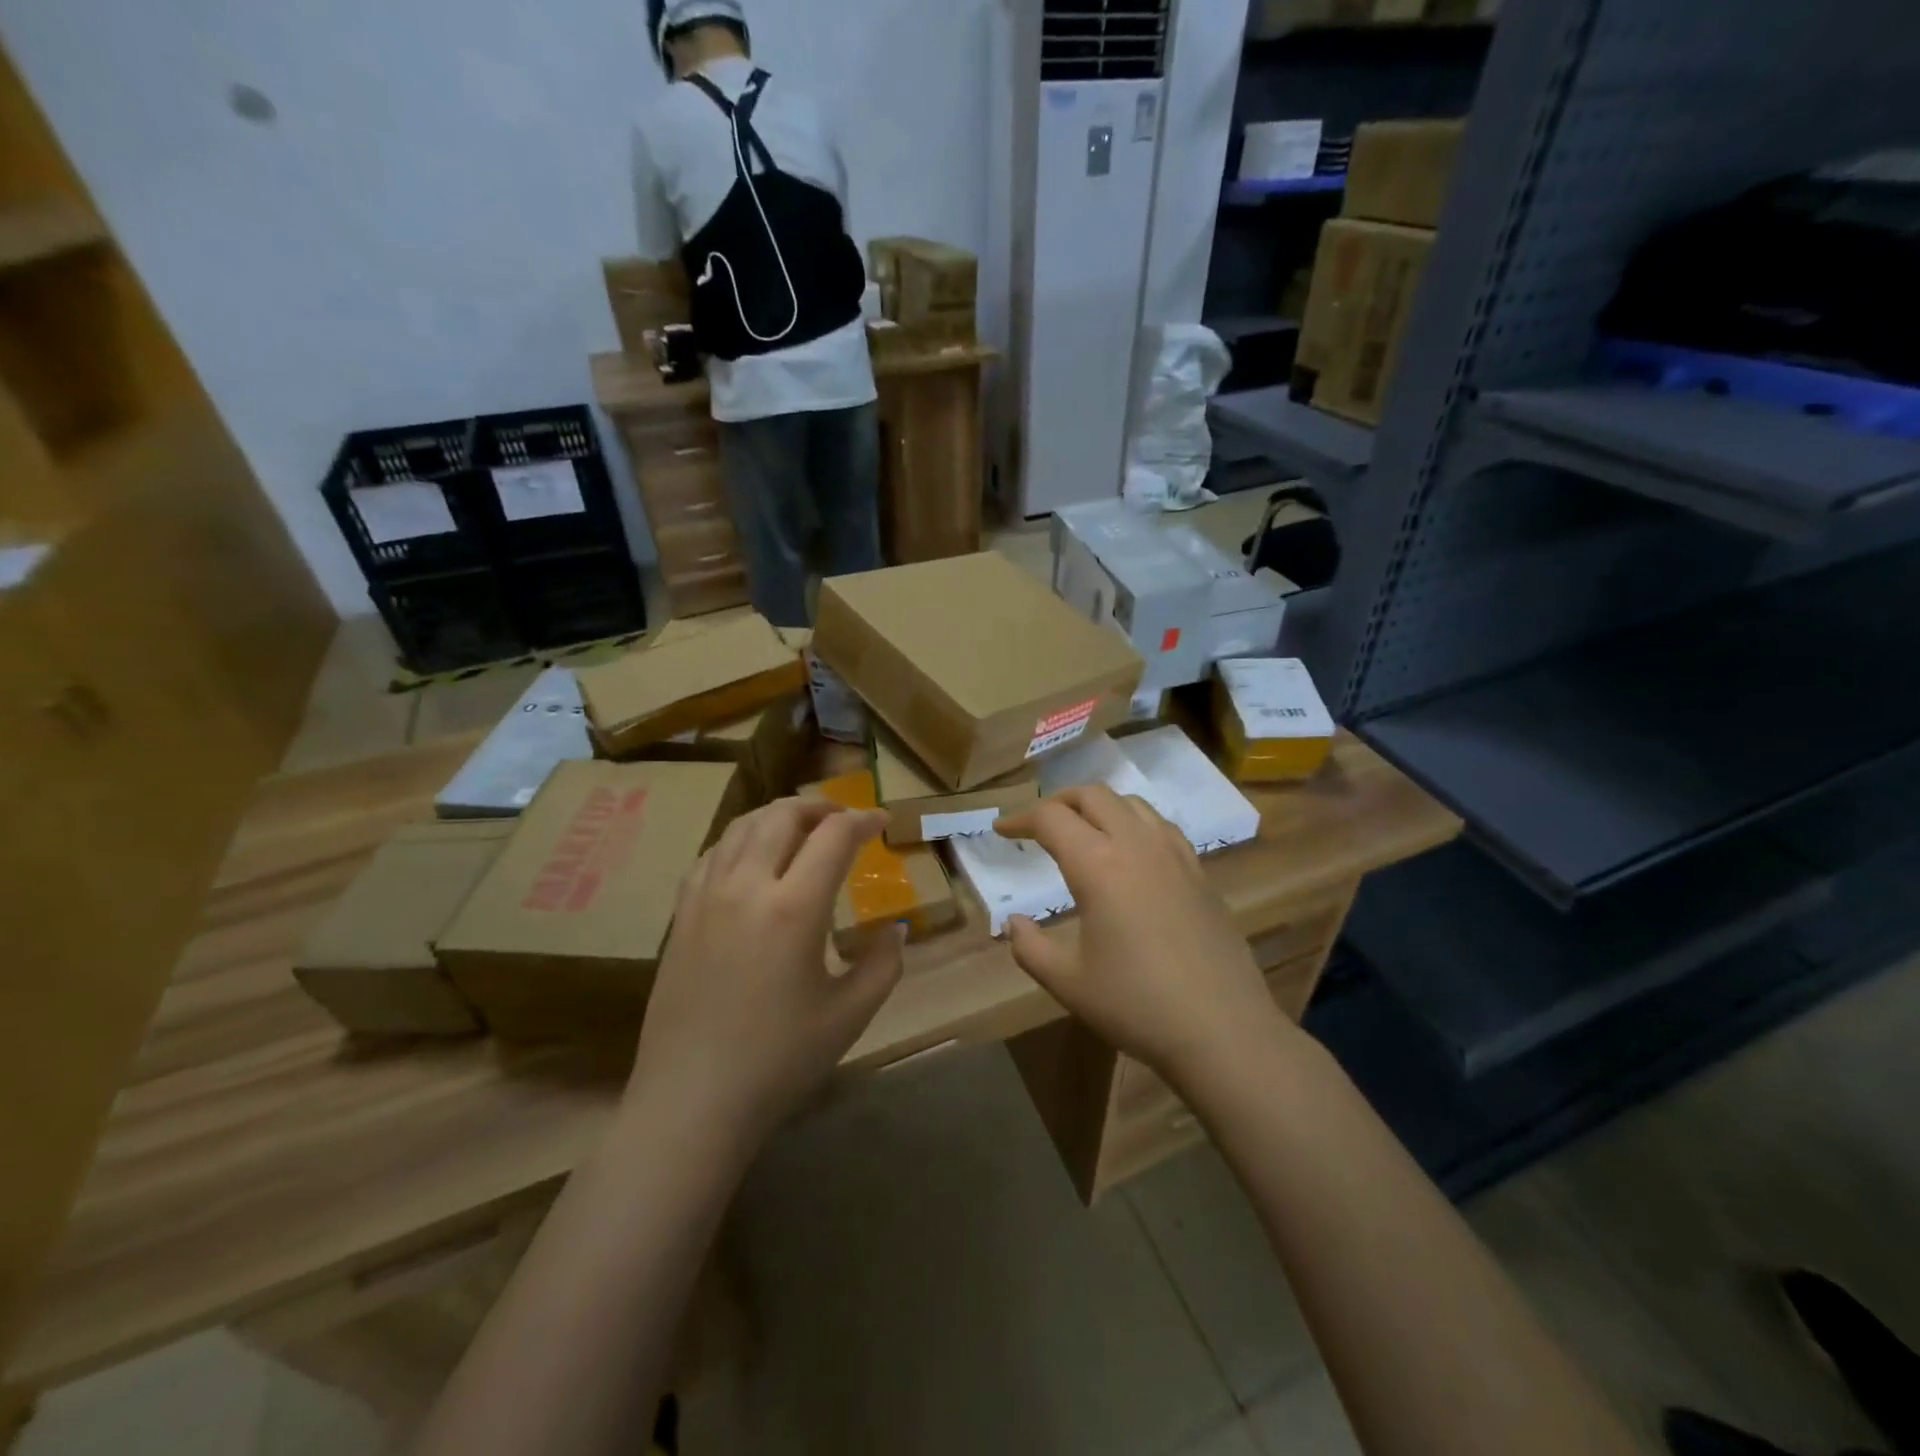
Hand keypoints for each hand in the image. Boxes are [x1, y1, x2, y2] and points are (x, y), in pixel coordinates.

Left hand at [628, 798, 903, 1145]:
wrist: (691, 1100)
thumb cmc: (779, 1061)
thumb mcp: (851, 1014)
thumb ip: (884, 963)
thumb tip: (895, 929)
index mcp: (794, 907)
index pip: (834, 836)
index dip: (863, 820)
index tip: (882, 822)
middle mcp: (747, 886)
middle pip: (783, 816)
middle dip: (820, 806)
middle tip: (843, 818)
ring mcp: (706, 896)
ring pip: (742, 826)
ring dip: (778, 816)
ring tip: (802, 827)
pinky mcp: (682, 914)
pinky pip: (713, 853)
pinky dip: (742, 839)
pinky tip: (753, 859)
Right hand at [995, 786, 1289, 1085]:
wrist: (1223, 1029)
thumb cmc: (1136, 1005)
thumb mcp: (1068, 982)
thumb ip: (1029, 947)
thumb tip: (1012, 922)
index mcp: (1098, 865)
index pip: (1051, 818)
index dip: (1020, 819)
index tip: (1001, 831)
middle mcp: (1136, 845)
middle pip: (1092, 795)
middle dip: (1058, 801)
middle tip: (1037, 824)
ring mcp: (1174, 854)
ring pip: (1130, 803)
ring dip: (1098, 806)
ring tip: (1082, 831)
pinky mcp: (1199, 872)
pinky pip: (1160, 826)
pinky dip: (1133, 822)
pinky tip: (1130, 852)